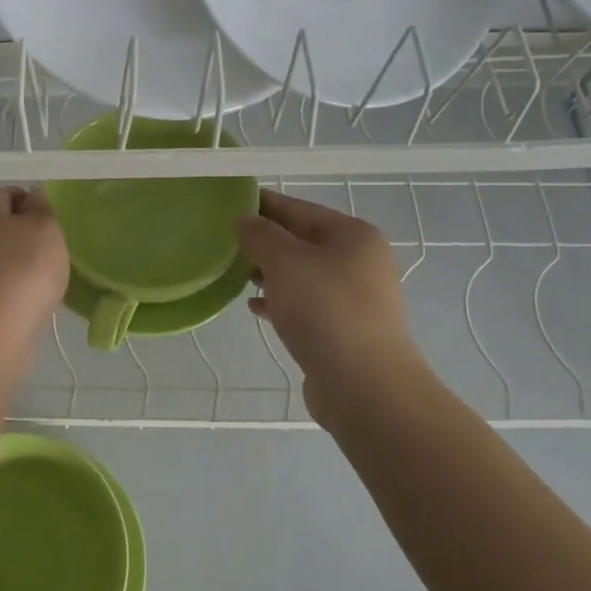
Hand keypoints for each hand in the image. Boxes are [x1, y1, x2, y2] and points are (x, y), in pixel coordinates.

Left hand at [0, 187, 69, 357]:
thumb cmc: (20, 271)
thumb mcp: (47, 229)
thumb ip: (44, 209)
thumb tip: (33, 201)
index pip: (15, 193)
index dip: (40, 209)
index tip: (57, 231)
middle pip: (7, 227)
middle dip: (32, 241)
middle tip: (56, 257)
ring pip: (3, 259)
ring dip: (25, 270)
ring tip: (47, 285)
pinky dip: (14, 293)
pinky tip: (31, 305)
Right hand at [236, 190, 431, 428]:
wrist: (365, 386)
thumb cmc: (325, 311)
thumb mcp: (285, 262)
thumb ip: (261, 235)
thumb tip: (246, 220)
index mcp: (353, 235)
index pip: (299, 208)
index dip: (264, 204)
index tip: (230, 203)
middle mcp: (360, 261)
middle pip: (302, 241)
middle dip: (265, 242)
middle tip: (226, 243)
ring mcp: (355, 298)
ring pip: (302, 275)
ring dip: (270, 273)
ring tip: (237, 275)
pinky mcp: (344, 330)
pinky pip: (306, 305)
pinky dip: (281, 301)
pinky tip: (256, 308)